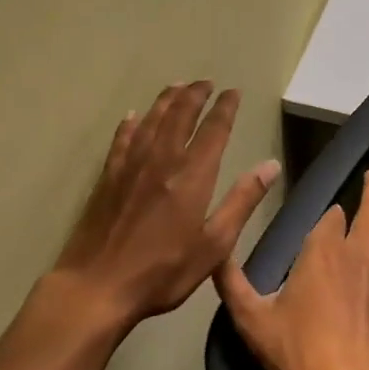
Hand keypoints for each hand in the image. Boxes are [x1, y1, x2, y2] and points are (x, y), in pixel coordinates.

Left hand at [46, 83, 280, 333]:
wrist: (97, 287)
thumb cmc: (162, 271)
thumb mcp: (214, 245)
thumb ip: (242, 201)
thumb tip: (271, 166)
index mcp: (192, 175)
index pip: (214, 129)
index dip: (225, 107)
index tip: (233, 92)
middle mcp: (162, 160)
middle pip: (180, 115)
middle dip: (195, 95)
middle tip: (206, 82)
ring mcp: (131, 166)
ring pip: (152, 121)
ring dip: (166, 100)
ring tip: (177, 86)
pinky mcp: (108, 178)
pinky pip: (121, 140)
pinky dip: (130, 125)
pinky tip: (132, 117)